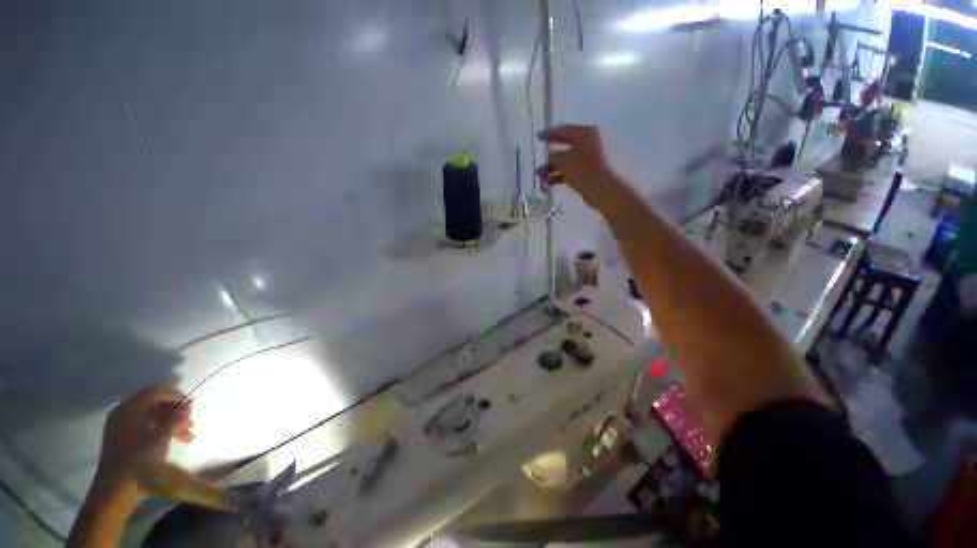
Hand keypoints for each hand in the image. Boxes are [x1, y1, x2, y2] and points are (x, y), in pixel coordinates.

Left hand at [93, 387, 193, 503]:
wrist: (116, 491)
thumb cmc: (139, 462)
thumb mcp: (161, 439)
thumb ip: (176, 419)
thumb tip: (188, 403)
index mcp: (129, 410)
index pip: (155, 392)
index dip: (175, 395)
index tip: (192, 406)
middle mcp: (123, 413)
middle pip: (154, 404)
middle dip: (175, 412)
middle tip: (191, 423)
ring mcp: (121, 427)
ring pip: (152, 416)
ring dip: (171, 423)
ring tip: (187, 435)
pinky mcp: (124, 439)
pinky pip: (146, 427)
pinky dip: (161, 431)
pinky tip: (173, 441)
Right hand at [537, 125, 620, 205]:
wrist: (608, 190)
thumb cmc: (586, 170)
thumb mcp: (565, 161)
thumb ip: (553, 157)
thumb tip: (548, 157)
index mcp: (585, 133)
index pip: (563, 130)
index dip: (549, 134)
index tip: (537, 138)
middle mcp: (589, 143)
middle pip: (564, 147)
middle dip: (549, 157)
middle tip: (537, 163)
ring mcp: (589, 159)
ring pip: (566, 161)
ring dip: (552, 169)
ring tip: (540, 178)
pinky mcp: (589, 173)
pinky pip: (571, 172)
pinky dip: (560, 176)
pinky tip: (549, 184)